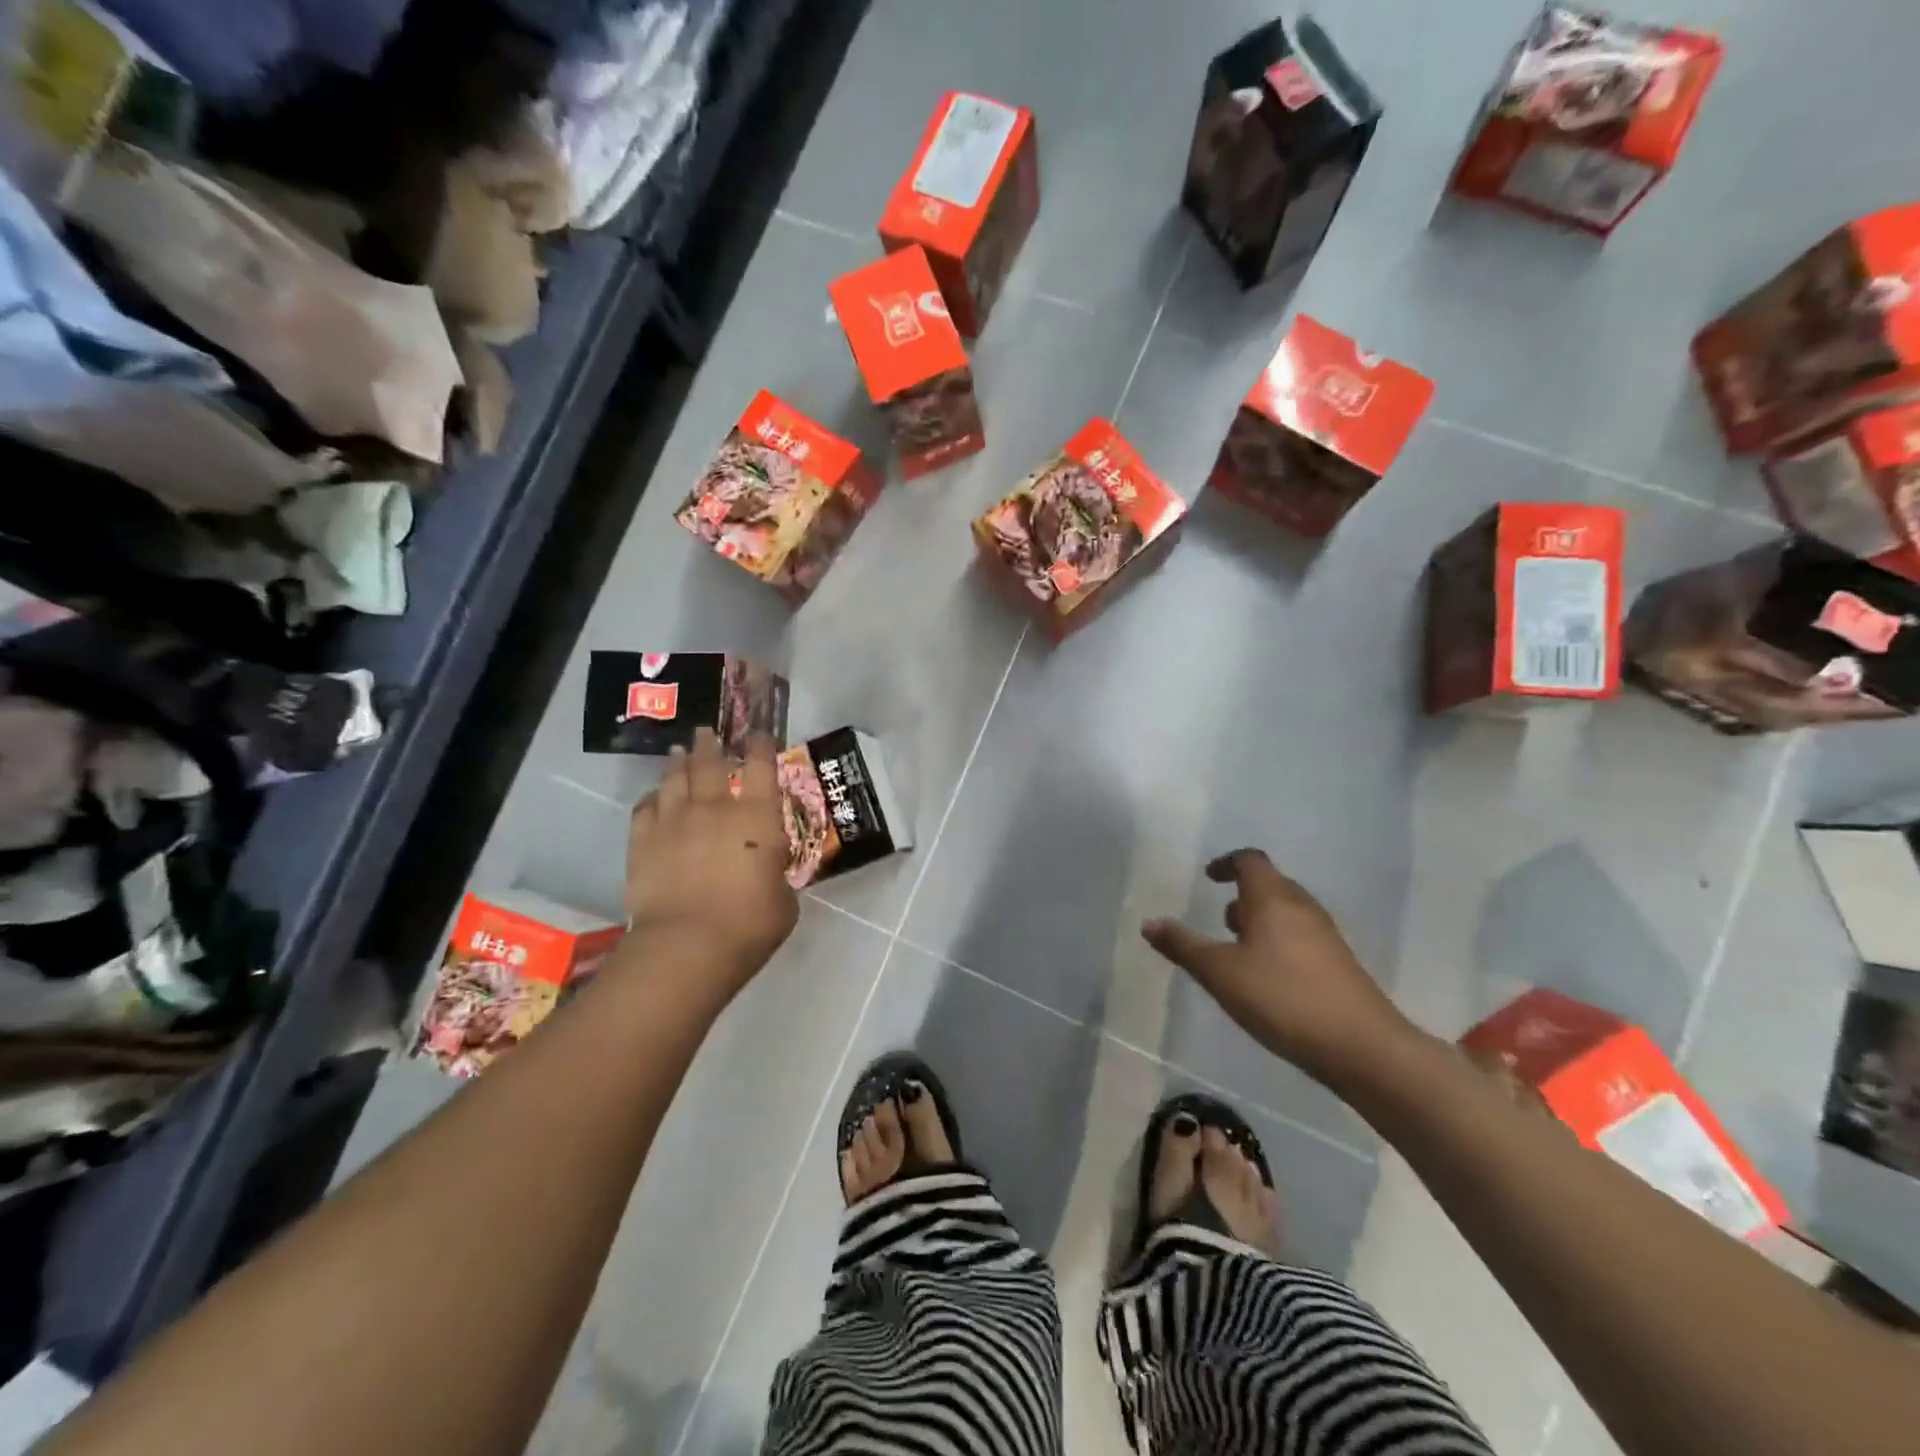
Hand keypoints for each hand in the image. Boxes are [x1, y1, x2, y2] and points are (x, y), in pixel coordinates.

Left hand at [624, 728, 797, 996]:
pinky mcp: (643, 841)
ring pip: (674, 779)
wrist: (687, 945)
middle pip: (710, 763)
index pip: (762, 766)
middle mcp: (715, 808)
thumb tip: (768, 872)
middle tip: (707, 733)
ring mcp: (675, 821)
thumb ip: (776, 876)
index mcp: (758, 818)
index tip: (760, 735)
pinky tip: (654, 799)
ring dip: (679, 763)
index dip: (761, 746)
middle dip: (710, 744)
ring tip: (680, 753)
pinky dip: (652, 799)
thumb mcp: (784, 901)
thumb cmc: (749, 925)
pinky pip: (645, 808)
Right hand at [1143, 849, 1415, 1087]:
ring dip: (1261, 920)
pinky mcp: (1339, 962)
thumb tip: (1149, 922)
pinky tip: (1268, 978)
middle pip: (1270, 884)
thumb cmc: (1282, 998)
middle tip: (1220, 922)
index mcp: (1272, 898)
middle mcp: (1301, 906)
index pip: (1250, 860)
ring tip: (1239, 952)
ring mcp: (1325, 935)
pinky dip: (1278, 942)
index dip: (1227, 863)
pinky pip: (1301, 936)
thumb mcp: (1220, 973)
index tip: (1209, 878)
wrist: (1361, 1046)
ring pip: (1286, 912)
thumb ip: (1183, 946)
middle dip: (1243, 896)